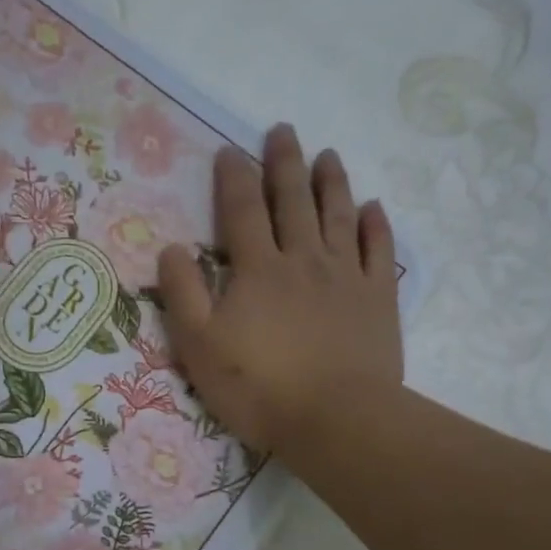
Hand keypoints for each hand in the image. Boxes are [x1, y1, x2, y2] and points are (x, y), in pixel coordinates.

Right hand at [156, 125, 402, 455]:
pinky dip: (376, 224)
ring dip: (332, 182)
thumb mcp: (199, 347)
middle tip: (283, 130)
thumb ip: (183, 295)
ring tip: (328, 154)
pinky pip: (379, 250)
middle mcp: (303, 259)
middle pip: (293, 200)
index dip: (233, 177)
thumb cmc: (258, 387)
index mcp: (257, 269)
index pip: (241, 210)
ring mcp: (347, 276)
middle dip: (285, 162)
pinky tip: (372, 208)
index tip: (229, 150)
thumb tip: (171, 248)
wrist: (335, 419)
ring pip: (338, 215)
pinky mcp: (379, 298)